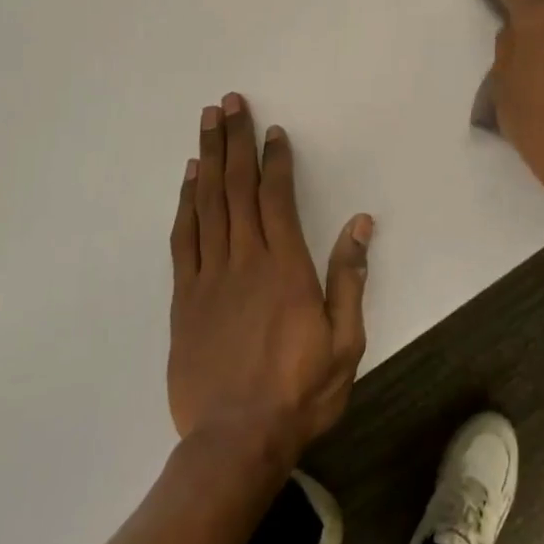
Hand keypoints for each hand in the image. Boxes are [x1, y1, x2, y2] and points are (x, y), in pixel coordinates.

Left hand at [167, 93, 371, 467]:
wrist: (235, 441)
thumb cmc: (299, 391)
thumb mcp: (345, 341)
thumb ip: (350, 279)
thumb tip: (360, 224)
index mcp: (285, 268)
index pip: (277, 198)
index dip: (274, 160)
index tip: (271, 130)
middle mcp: (244, 260)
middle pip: (237, 187)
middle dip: (234, 141)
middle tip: (229, 103)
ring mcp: (209, 276)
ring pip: (207, 203)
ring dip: (207, 158)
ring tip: (207, 122)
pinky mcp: (184, 297)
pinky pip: (183, 238)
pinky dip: (185, 203)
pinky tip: (188, 179)